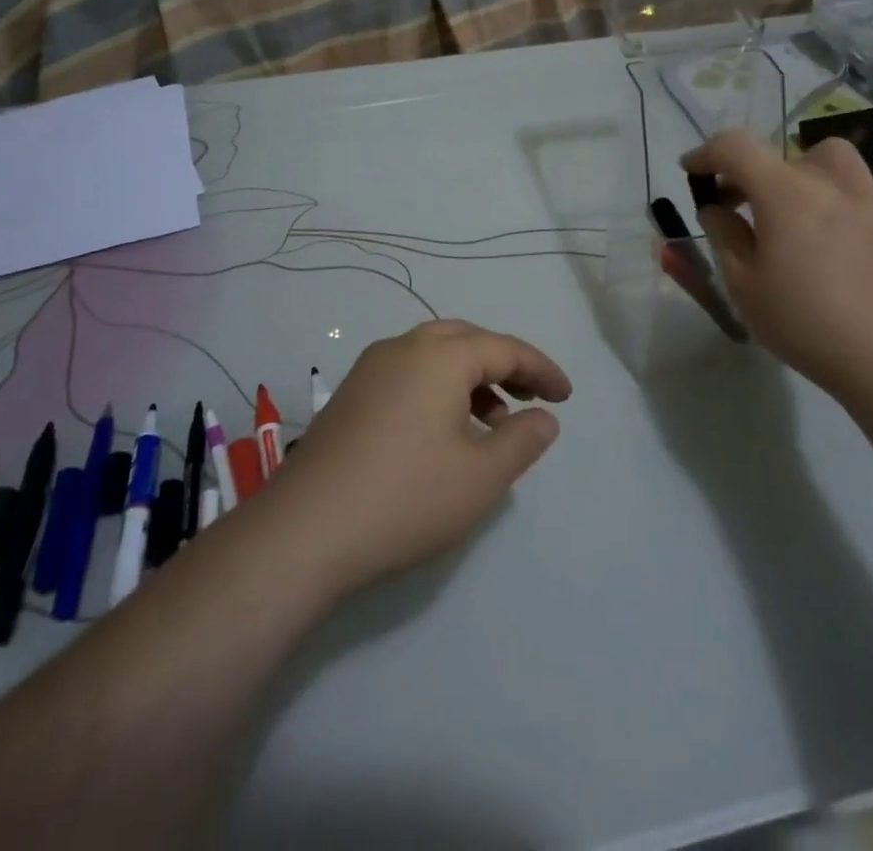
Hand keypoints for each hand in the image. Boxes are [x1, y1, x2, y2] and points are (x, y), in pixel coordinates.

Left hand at [265, 321, 571, 595]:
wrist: (305, 531)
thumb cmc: (406, 497)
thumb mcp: (482, 476)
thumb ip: (523, 440)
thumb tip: (544, 417)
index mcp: (439, 356)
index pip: (504, 348)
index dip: (541, 369)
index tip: (566, 396)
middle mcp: (403, 348)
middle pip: (466, 340)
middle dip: (504, 364)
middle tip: (529, 396)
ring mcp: (370, 369)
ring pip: (433, 356)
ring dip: (470, 378)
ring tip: (492, 421)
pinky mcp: (350, 395)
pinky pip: (408, 374)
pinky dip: (438, 388)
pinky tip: (444, 431)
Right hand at [680, 130, 872, 402]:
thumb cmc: (805, 322)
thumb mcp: (744, 285)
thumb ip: (724, 236)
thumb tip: (715, 209)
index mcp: (786, 193)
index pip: (736, 147)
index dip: (706, 153)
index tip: (691, 171)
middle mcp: (830, 183)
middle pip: (782, 154)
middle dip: (750, 172)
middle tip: (736, 205)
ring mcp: (871, 200)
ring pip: (832, 160)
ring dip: (803, 172)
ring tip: (794, 207)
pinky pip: (867, 191)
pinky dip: (845, 197)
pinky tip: (840, 228)